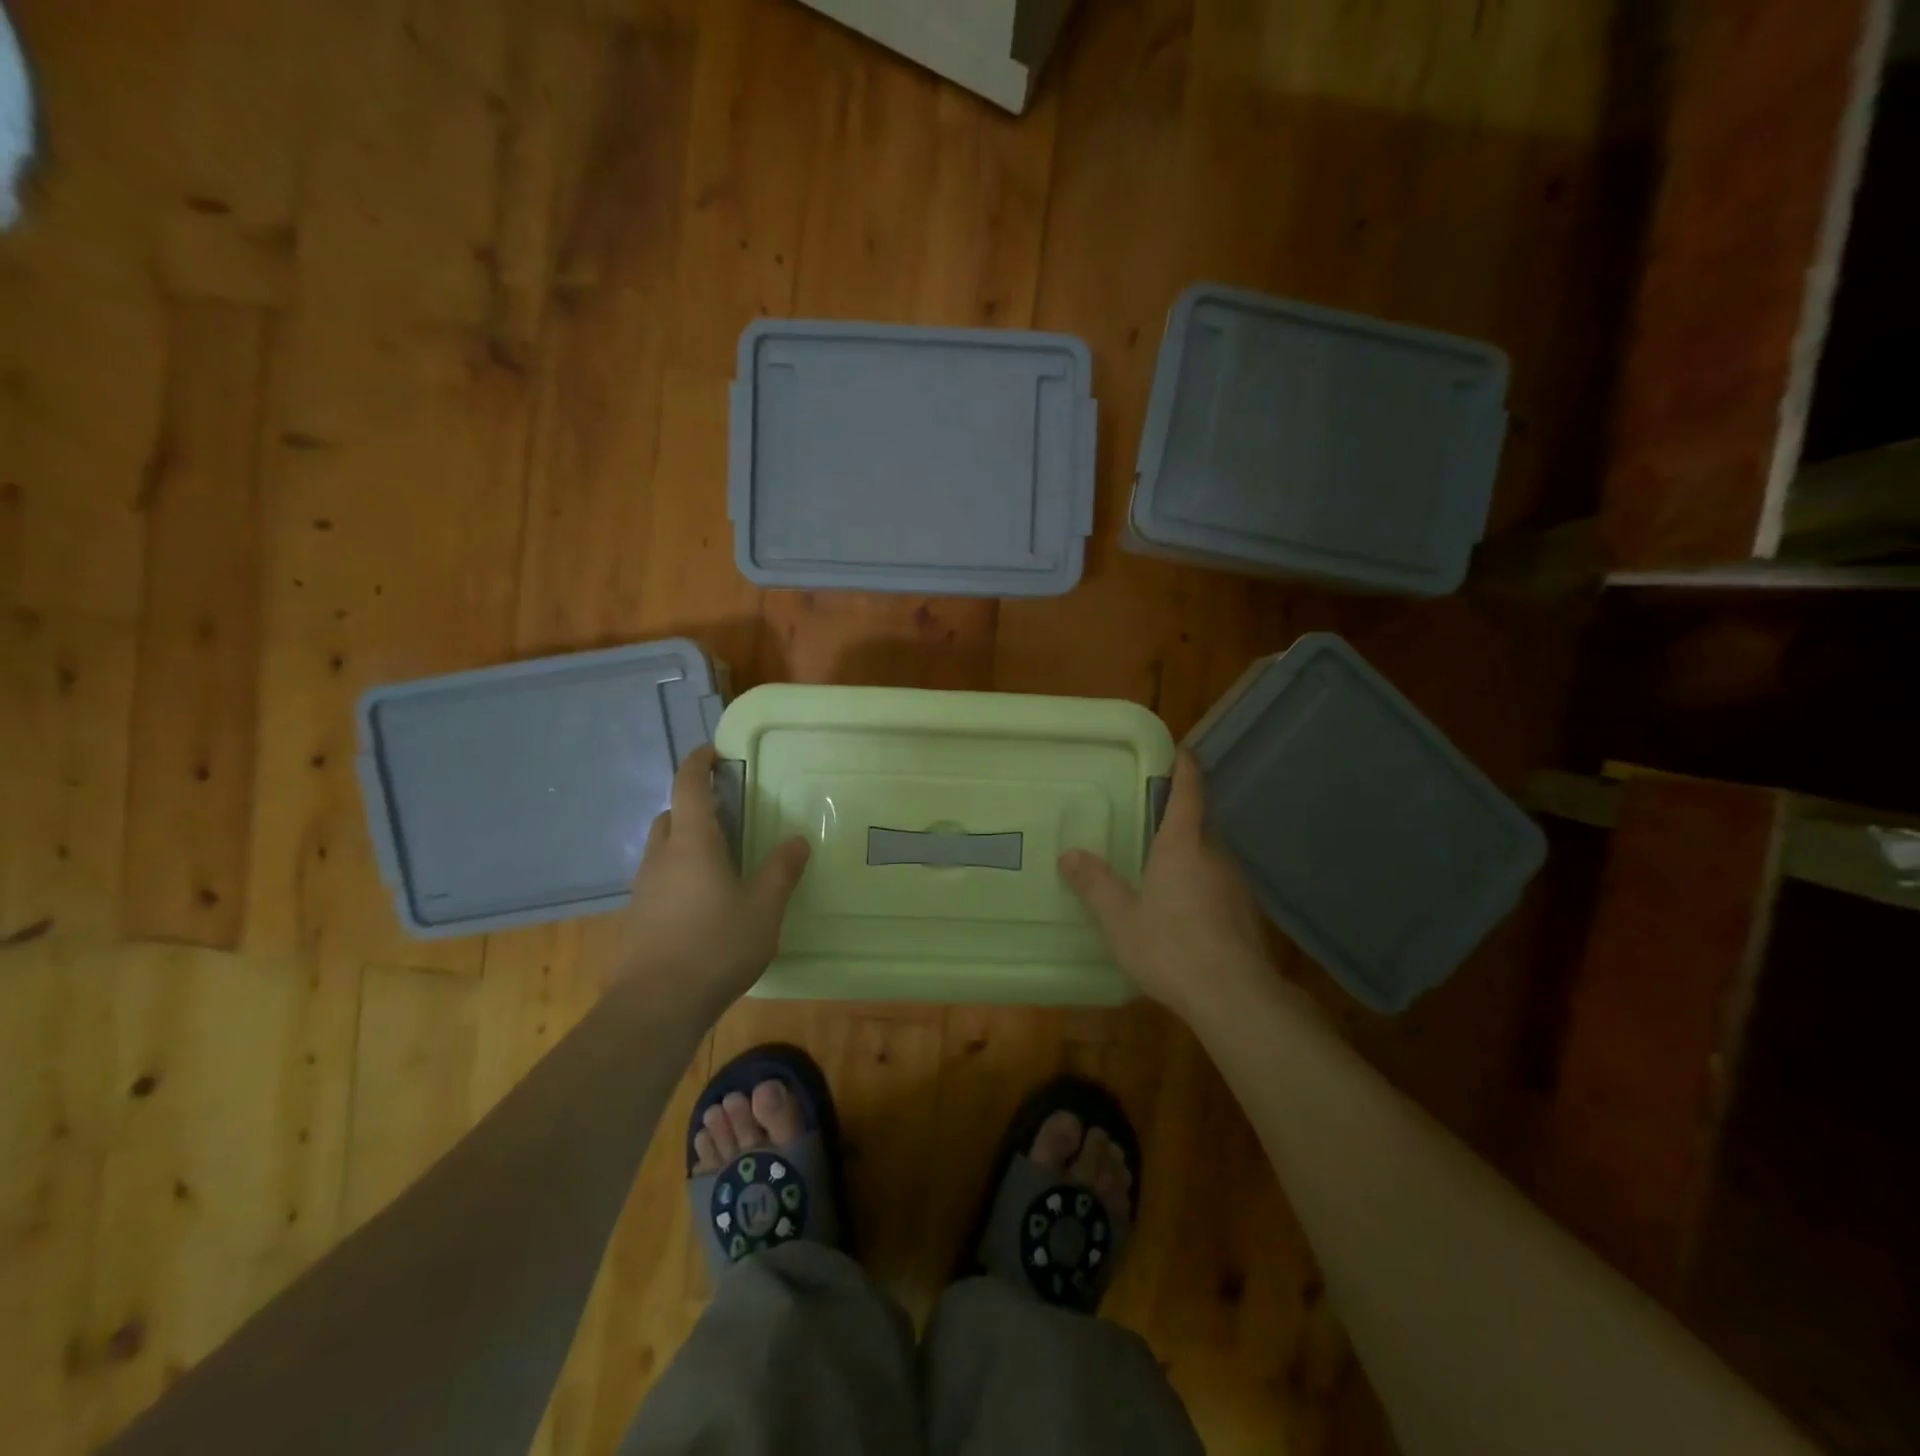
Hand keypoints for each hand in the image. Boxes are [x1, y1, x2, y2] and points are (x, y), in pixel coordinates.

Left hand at [616, 744, 810, 1009]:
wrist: (656, 1006)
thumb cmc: (716, 946)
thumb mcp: (764, 909)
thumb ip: (781, 871)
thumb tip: (797, 840)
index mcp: (692, 844)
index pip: (687, 786)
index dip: (697, 762)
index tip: (713, 752)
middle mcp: (661, 857)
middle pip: (670, 816)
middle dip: (693, 806)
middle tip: (726, 814)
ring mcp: (643, 889)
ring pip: (662, 849)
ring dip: (684, 842)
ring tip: (718, 862)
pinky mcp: (636, 918)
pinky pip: (658, 880)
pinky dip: (677, 874)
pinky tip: (701, 904)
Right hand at [1060, 749, 1273, 1021]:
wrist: (1234, 996)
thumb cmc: (1170, 947)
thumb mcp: (1120, 918)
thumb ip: (1096, 883)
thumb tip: (1069, 854)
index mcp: (1182, 846)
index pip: (1189, 793)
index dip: (1185, 769)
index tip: (1182, 751)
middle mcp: (1214, 856)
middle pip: (1198, 826)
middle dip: (1177, 823)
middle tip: (1148, 827)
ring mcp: (1236, 885)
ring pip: (1209, 858)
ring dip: (1188, 859)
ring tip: (1161, 875)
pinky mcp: (1247, 914)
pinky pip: (1218, 887)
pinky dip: (1201, 888)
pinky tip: (1184, 915)